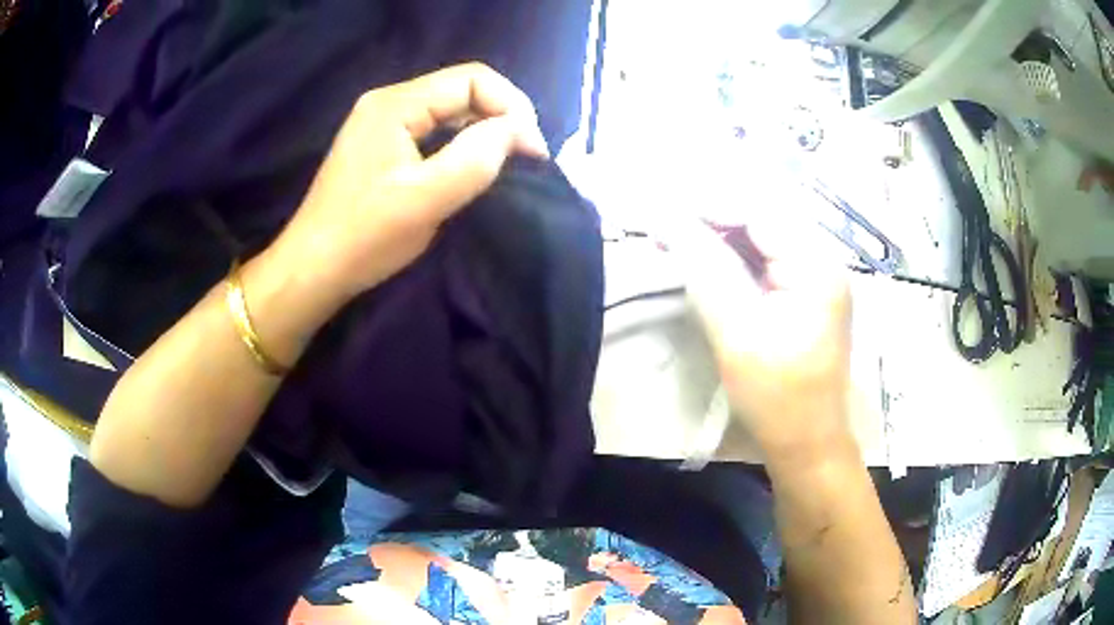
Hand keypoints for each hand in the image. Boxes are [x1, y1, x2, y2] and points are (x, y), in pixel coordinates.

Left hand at [269, 63, 549, 302]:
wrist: (312, 269)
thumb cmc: (365, 236)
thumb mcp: (426, 199)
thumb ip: (476, 157)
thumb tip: (518, 131)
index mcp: (395, 104)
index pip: (472, 79)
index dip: (512, 107)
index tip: (533, 152)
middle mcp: (388, 101)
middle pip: (461, 89)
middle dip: (501, 116)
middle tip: (526, 158)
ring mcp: (381, 122)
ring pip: (449, 109)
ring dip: (483, 130)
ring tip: (506, 162)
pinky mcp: (381, 144)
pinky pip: (433, 129)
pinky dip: (460, 142)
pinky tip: (471, 166)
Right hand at [666, 216, 853, 462]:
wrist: (807, 443)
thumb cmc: (777, 397)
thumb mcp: (737, 333)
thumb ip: (705, 271)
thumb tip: (668, 222)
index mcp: (816, 267)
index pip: (760, 214)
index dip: (711, 207)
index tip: (664, 215)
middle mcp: (822, 262)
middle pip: (762, 221)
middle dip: (713, 221)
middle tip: (666, 230)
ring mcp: (816, 278)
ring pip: (762, 240)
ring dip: (720, 239)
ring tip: (677, 243)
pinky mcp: (805, 295)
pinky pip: (766, 262)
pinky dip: (733, 260)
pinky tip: (705, 264)